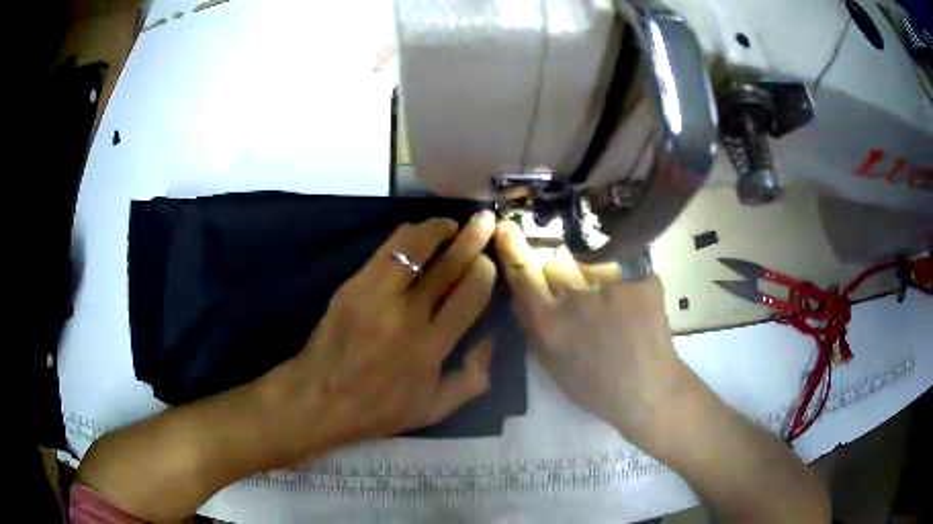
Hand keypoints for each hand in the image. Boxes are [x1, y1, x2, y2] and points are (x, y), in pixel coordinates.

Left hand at [265, 211, 498, 458]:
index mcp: (432, 347)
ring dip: (438, 229)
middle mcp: (408, 315)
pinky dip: (409, 235)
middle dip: (472, 238)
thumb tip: (488, 339)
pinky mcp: (354, 284)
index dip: (484, 270)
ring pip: (415, 246)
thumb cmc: (379, 408)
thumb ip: (473, 379)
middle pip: (448, 266)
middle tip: (485, 220)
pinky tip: (419, 236)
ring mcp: (377, 296)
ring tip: (451, 224)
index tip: (489, 260)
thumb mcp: (435, 409)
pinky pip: (388, 249)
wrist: (320, 398)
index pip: (470, 295)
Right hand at [494, 221, 692, 451]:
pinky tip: (629, 301)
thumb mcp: (550, 363)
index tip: (505, 224)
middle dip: (556, 266)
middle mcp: (578, 296)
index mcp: (551, 322)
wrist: (648, 389)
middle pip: (556, 259)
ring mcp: (613, 283)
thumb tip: (516, 291)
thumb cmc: (594, 386)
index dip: (512, 246)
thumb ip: (530, 325)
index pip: (523, 272)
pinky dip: (621, 278)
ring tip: (606, 298)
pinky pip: (621, 264)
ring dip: (590, 271)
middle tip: (571, 286)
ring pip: (589, 259)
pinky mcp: (641, 278)